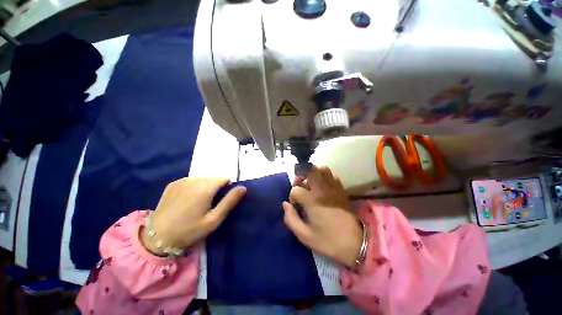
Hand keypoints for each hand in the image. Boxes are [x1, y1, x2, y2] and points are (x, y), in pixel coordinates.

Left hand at [141, 178, 245, 253]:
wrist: (156, 238)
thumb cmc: (189, 231)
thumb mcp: (214, 220)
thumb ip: (229, 201)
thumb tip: (242, 187)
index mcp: (205, 187)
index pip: (224, 179)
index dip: (227, 189)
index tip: (221, 202)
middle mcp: (193, 179)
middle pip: (214, 179)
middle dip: (216, 189)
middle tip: (210, 205)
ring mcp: (182, 181)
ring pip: (203, 179)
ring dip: (205, 188)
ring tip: (198, 204)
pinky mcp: (173, 184)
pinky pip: (191, 181)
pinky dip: (194, 188)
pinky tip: (187, 201)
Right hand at [283, 167, 362, 267]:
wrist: (356, 243)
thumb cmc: (329, 241)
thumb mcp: (305, 236)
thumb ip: (291, 219)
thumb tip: (285, 204)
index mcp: (311, 200)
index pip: (296, 189)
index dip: (292, 197)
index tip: (295, 206)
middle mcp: (322, 189)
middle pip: (309, 171)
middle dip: (301, 176)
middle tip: (300, 186)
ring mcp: (333, 187)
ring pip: (322, 169)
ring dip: (314, 174)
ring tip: (311, 185)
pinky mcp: (341, 189)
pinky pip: (332, 176)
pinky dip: (325, 177)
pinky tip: (323, 188)